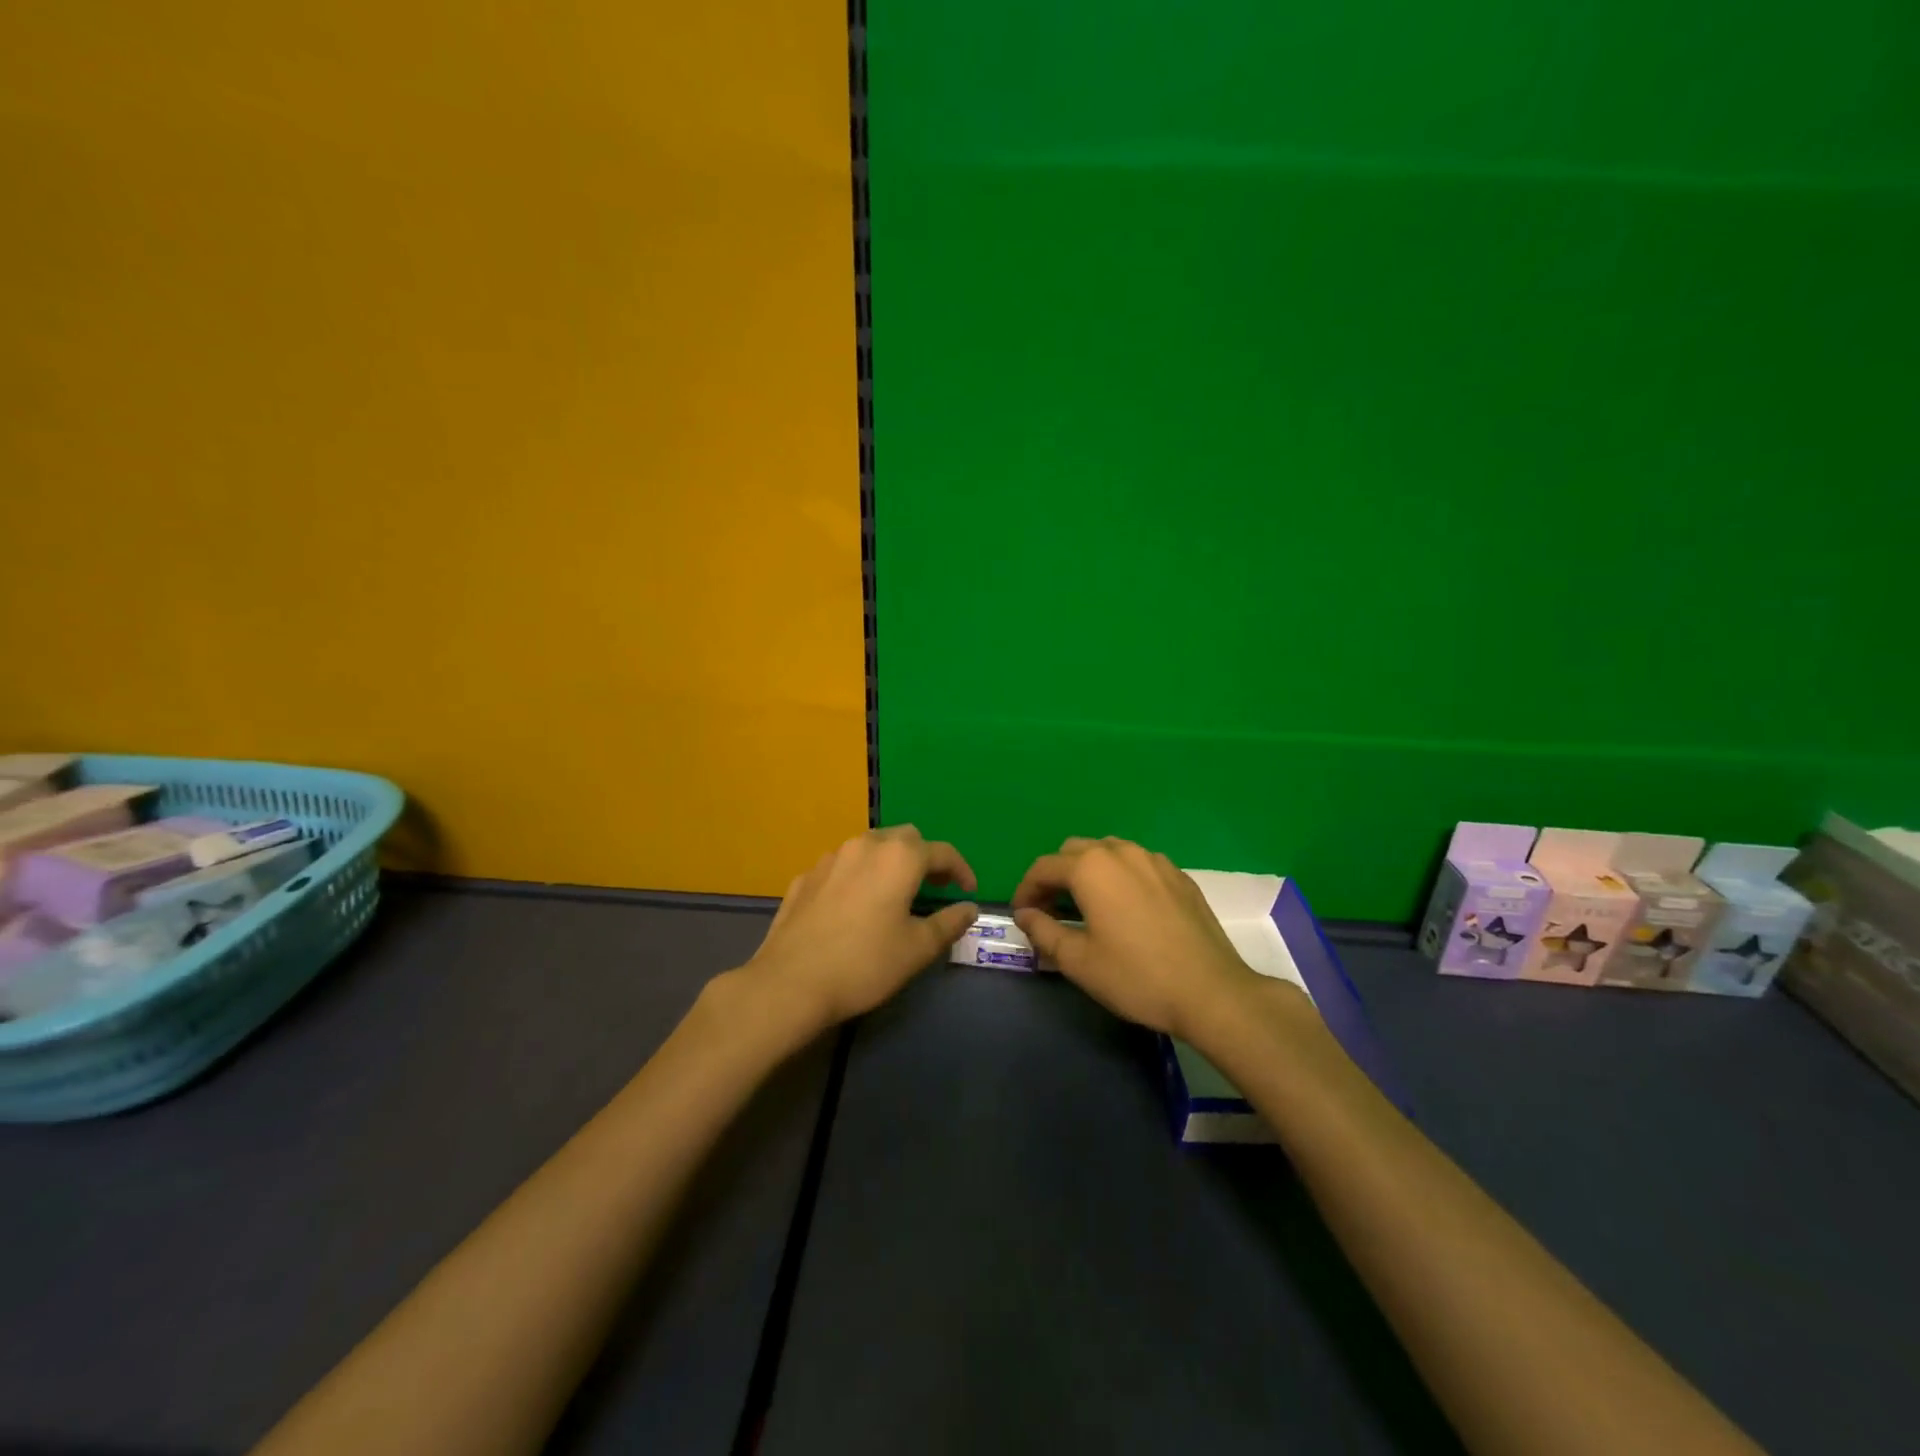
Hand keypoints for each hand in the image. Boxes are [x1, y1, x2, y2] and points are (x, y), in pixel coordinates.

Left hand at [741, 825, 978, 1029]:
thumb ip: (948, 923)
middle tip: (933, 888)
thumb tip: (968, 908)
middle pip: (905, 838)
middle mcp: (865, 846)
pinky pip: (842, 867)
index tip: (968, 892)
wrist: (790, 983)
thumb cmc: (865, 964)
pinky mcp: (805, 877)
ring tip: (894, 894)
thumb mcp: (917, 949)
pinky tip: (854, 906)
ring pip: (870, 847)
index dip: (962, 870)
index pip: (942, 852)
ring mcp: (830, 858)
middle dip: (924, 858)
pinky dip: (858, 877)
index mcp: (899, 857)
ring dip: (889, 863)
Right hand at [1012, 837, 1261, 1039]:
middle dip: (1056, 876)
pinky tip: (1127, 910)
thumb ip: (1043, 931)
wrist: (1211, 991)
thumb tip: (1025, 914)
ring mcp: (1155, 860)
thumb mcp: (1078, 961)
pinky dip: (1121, 877)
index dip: (1026, 889)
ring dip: (1089, 871)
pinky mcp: (1179, 876)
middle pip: (1075, 851)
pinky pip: (1138, 864)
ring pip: (1108, 852)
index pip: (1044, 867)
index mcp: (1091, 868)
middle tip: (1052, 910)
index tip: (1023, 915)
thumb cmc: (1136, 977)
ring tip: (1088, 906)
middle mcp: (1121, 852)